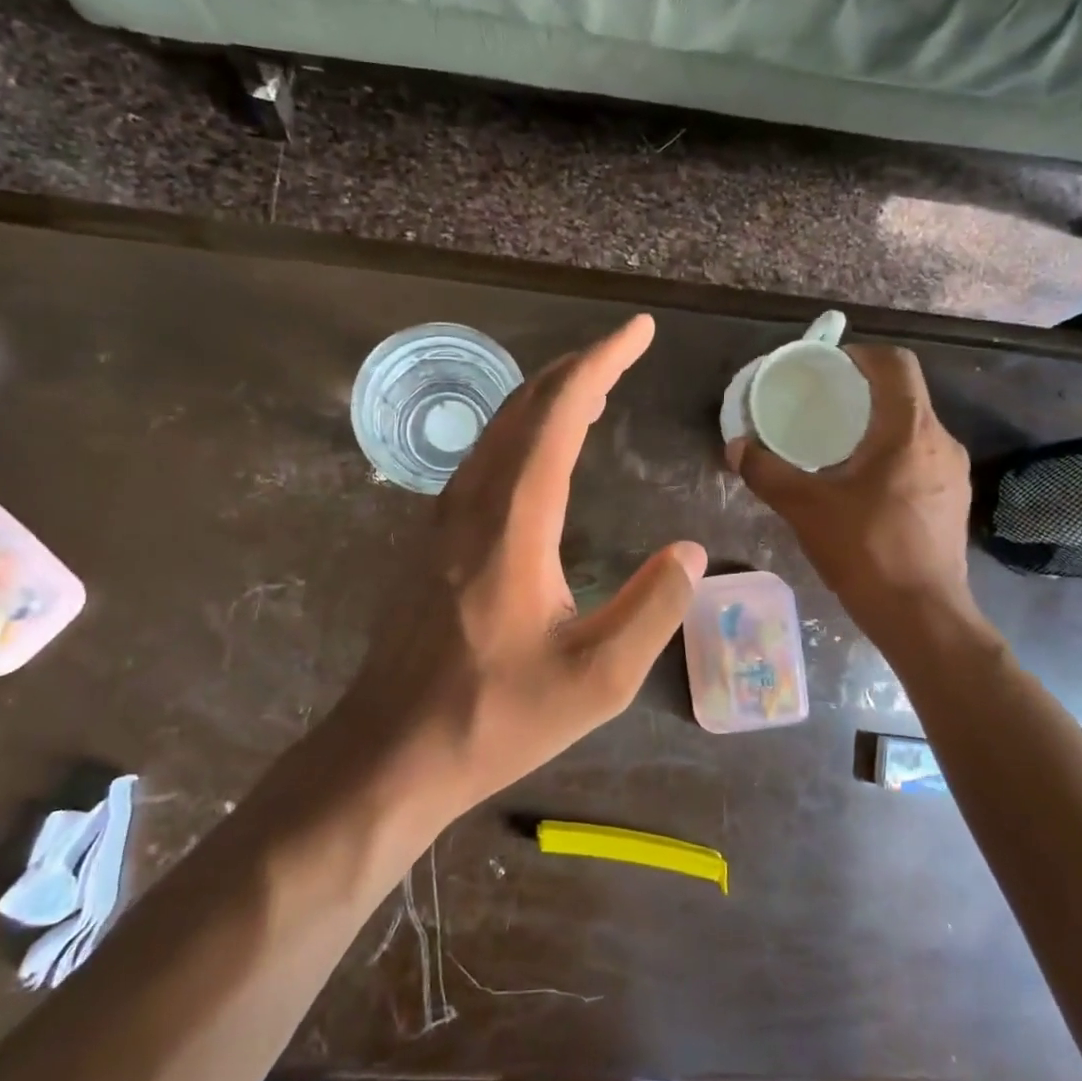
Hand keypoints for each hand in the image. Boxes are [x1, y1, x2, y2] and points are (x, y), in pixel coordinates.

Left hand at [344, 315, 706, 814]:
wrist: (392, 749)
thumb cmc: (495, 717)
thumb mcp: (596, 679)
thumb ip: (652, 609)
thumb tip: (689, 552)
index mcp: (513, 522)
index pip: (559, 414)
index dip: (600, 363)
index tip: (637, 331)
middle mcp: (472, 502)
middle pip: (522, 407)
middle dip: (575, 370)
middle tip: (619, 355)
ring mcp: (442, 518)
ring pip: (497, 430)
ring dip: (545, 400)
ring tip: (591, 393)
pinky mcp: (430, 539)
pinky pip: (481, 460)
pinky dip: (521, 434)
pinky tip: (540, 454)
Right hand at [728, 345, 973, 615]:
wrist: (922, 615)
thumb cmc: (866, 551)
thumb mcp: (805, 508)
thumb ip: (767, 472)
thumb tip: (736, 447)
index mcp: (909, 430)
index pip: (895, 365)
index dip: (862, 355)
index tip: (828, 367)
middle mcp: (941, 442)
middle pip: (905, 396)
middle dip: (863, 393)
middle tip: (822, 407)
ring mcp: (953, 473)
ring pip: (913, 430)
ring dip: (878, 427)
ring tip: (838, 446)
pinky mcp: (953, 500)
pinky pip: (921, 459)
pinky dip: (892, 456)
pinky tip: (864, 485)